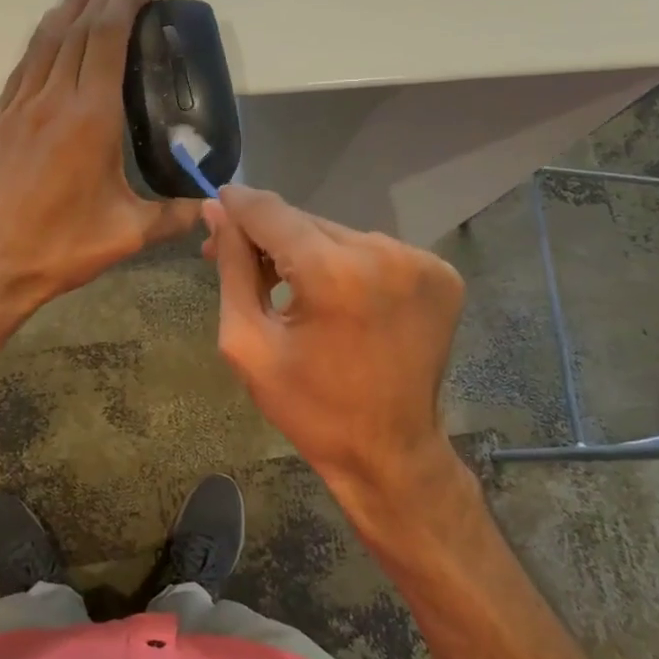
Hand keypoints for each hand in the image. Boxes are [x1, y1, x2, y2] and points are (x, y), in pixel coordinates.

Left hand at [0, 0, 200, 319]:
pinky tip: (46, 40)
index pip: (106, 40)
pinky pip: (22, 68)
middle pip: (74, 29)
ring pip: (43, 42)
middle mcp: (51, 100)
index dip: (124, 6)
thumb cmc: (59, 249)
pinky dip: (40, 43)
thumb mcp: (127, 235)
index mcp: (89, 118)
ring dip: (66, 8)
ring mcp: (17, 108)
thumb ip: (173, 215)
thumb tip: (209, 204)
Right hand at [206, 185, 465, 516]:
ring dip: (311, 252)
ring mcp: (420, 262)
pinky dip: (351, 267)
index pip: (272, 213)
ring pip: (341, 235)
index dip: (239, 206)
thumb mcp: (249, 344)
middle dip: (271, 238)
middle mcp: (383, 254)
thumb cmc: (310, 408)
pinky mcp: (442, 275)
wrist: (391, 453)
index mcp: (333, 274)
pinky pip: (376, 253)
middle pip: (307, 223)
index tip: (216, 207)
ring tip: (293, 288)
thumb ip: (233, 269)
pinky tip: (339, 299)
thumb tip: (218, 211)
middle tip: (240, 260)